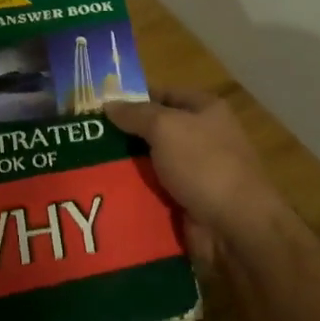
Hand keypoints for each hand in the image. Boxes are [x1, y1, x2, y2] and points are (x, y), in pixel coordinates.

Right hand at [103, 89, 288, 267]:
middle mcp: (203, 138)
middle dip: (124, 136)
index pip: (165, 95)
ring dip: (126, 168)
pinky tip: (105, 194)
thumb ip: (136, 114)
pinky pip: (155, 193)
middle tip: (85, 138)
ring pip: (152, 164)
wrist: (234, 225)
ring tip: (88, 167)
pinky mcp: (187, 202)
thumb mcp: (166, 128)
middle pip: (156, 131)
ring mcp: (196, 173)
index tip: (99, 106)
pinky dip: (135, 194)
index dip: (134, 97)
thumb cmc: (204, 164)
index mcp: (206, 110)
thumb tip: (109, 104)